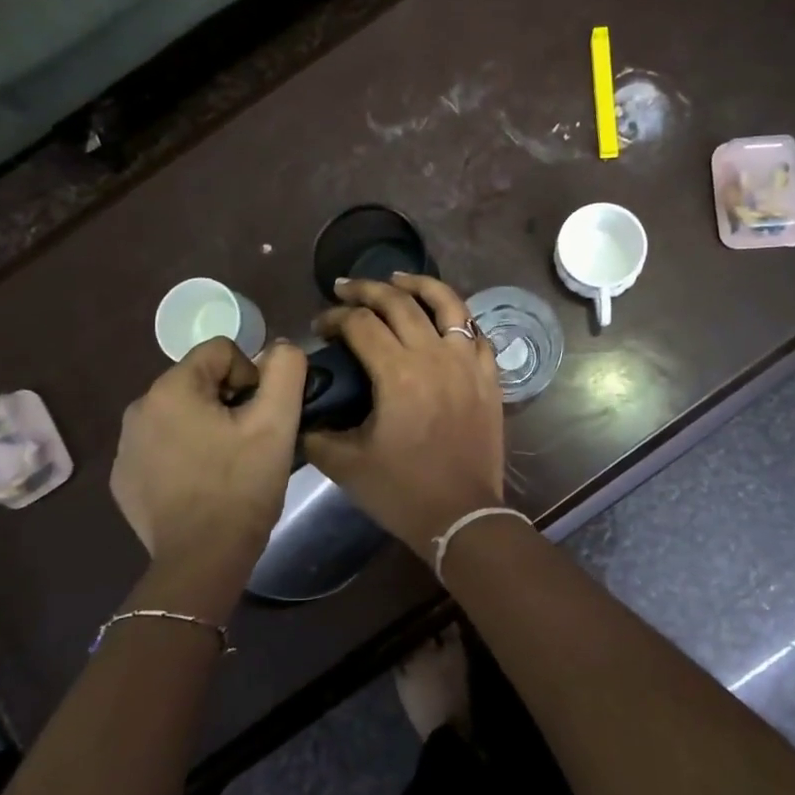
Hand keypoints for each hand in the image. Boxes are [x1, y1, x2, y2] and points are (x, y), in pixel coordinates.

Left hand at [110, 337, 306, 611]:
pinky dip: (184, 455)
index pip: (222, 351)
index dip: (252, 377)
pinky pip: (162, 447)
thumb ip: (286, 369)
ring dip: (206, 428)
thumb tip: (279, 348)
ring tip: (228, 465)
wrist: (201, 562)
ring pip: (181, 415)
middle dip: (229, 403)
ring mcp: (126, 447)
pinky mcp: (125, 479)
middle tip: (249, 442)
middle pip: (199, 382)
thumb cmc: (241, 487)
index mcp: (171, 389)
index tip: (261, 417)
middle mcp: (138, 409)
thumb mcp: (277, 422)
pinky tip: (202, 485)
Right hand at [303, 274, 505, 552]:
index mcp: (398, 373)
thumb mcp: (347, 465)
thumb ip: (317, 434)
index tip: (321, 325)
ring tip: (398, 278)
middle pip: (400, 302)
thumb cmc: (403, 491)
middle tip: (345, 288)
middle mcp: (435, 356)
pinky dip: (457, 317)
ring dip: (419, 284)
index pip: (362, 324)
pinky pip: (475, 332)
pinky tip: (443, 318)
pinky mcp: (489, 377)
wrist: (462, 516)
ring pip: (448, 303)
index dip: (336, 317)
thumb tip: (304, 413)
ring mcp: (468, 363)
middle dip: (367, 289)